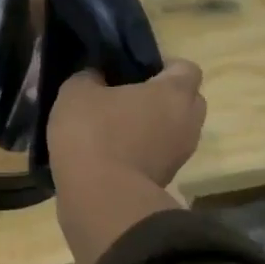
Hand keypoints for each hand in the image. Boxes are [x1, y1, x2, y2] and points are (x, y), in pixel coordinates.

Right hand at [50, 60, 206, 188]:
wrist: (100, 197)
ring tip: (117, 127)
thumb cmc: (94, 133)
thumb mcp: (76, 92)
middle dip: (162, 97)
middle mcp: (188, 121)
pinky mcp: (166, 180)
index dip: (163, 65)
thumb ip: (89, 76)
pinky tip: (111, 151)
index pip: (186, 67)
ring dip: (152, 127)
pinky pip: (159, 155)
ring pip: (173, 130)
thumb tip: (96, 77)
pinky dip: (143, 151)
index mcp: (174, 92)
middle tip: (127, 97)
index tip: (134, 70)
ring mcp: (180, 155)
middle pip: (186, 100)